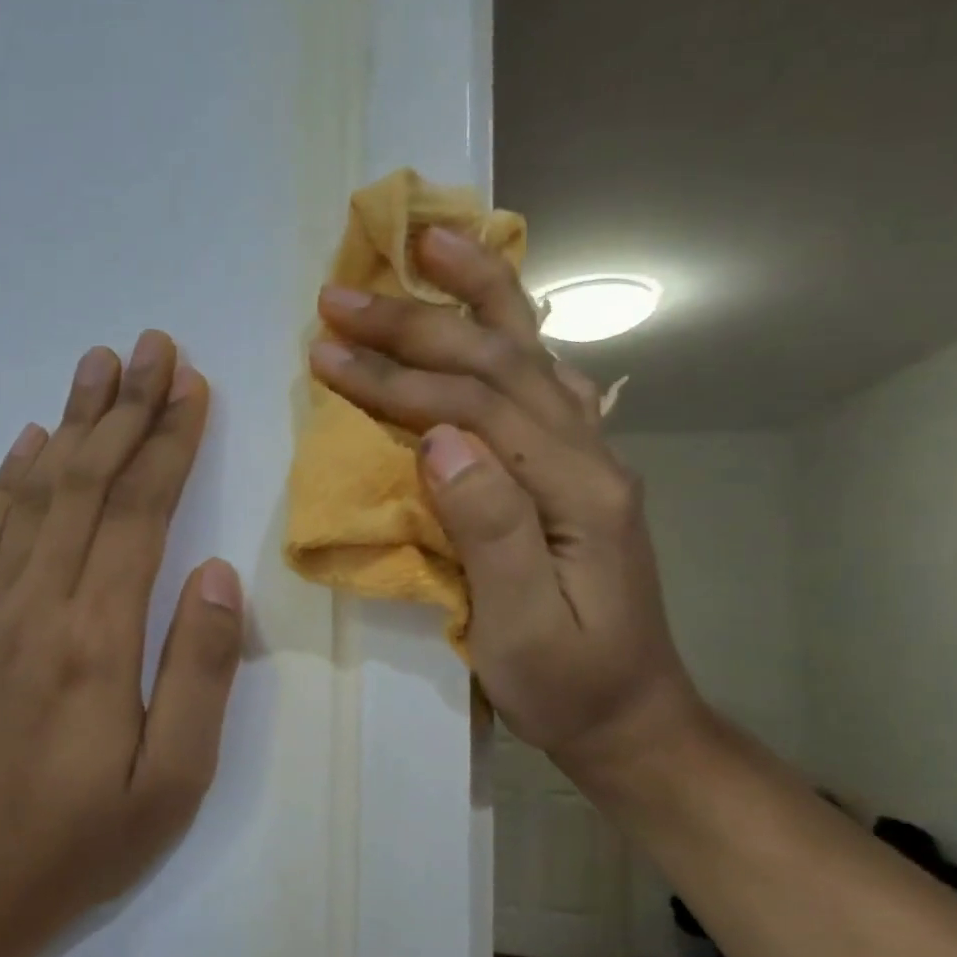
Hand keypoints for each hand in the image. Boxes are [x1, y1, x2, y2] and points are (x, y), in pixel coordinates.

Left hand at [0, 331, 243, 956]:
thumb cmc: (83, 841)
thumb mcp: (174, 779)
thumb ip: (200, 668)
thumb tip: (217, 571)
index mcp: (96, 639)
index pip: (139, 513)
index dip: (169, 443)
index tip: (191, 385)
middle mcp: (36, 606)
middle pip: (84, 482)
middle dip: (124, 408)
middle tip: (151, 347)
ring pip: (32, 495)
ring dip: (68, 423)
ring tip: (96, 366)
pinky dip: (7, 480)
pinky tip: (27, 443)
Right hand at [309, 228, 701, 780]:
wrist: (631, 715)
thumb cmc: (569, 683)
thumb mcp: (523, 628)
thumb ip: (489, 527)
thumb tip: (437, 439)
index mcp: (576, 491)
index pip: (474, 409)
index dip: (396, 376)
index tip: (326, 351)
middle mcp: (589, 454)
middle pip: (499, 362)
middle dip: (416, 322)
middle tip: (342, 293)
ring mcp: (589, 456)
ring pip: (531, 353)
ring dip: (476, 294)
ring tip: (431, 241)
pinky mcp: (575, 469)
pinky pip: (542, 379)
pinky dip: (510, 330)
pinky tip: (488, 310)